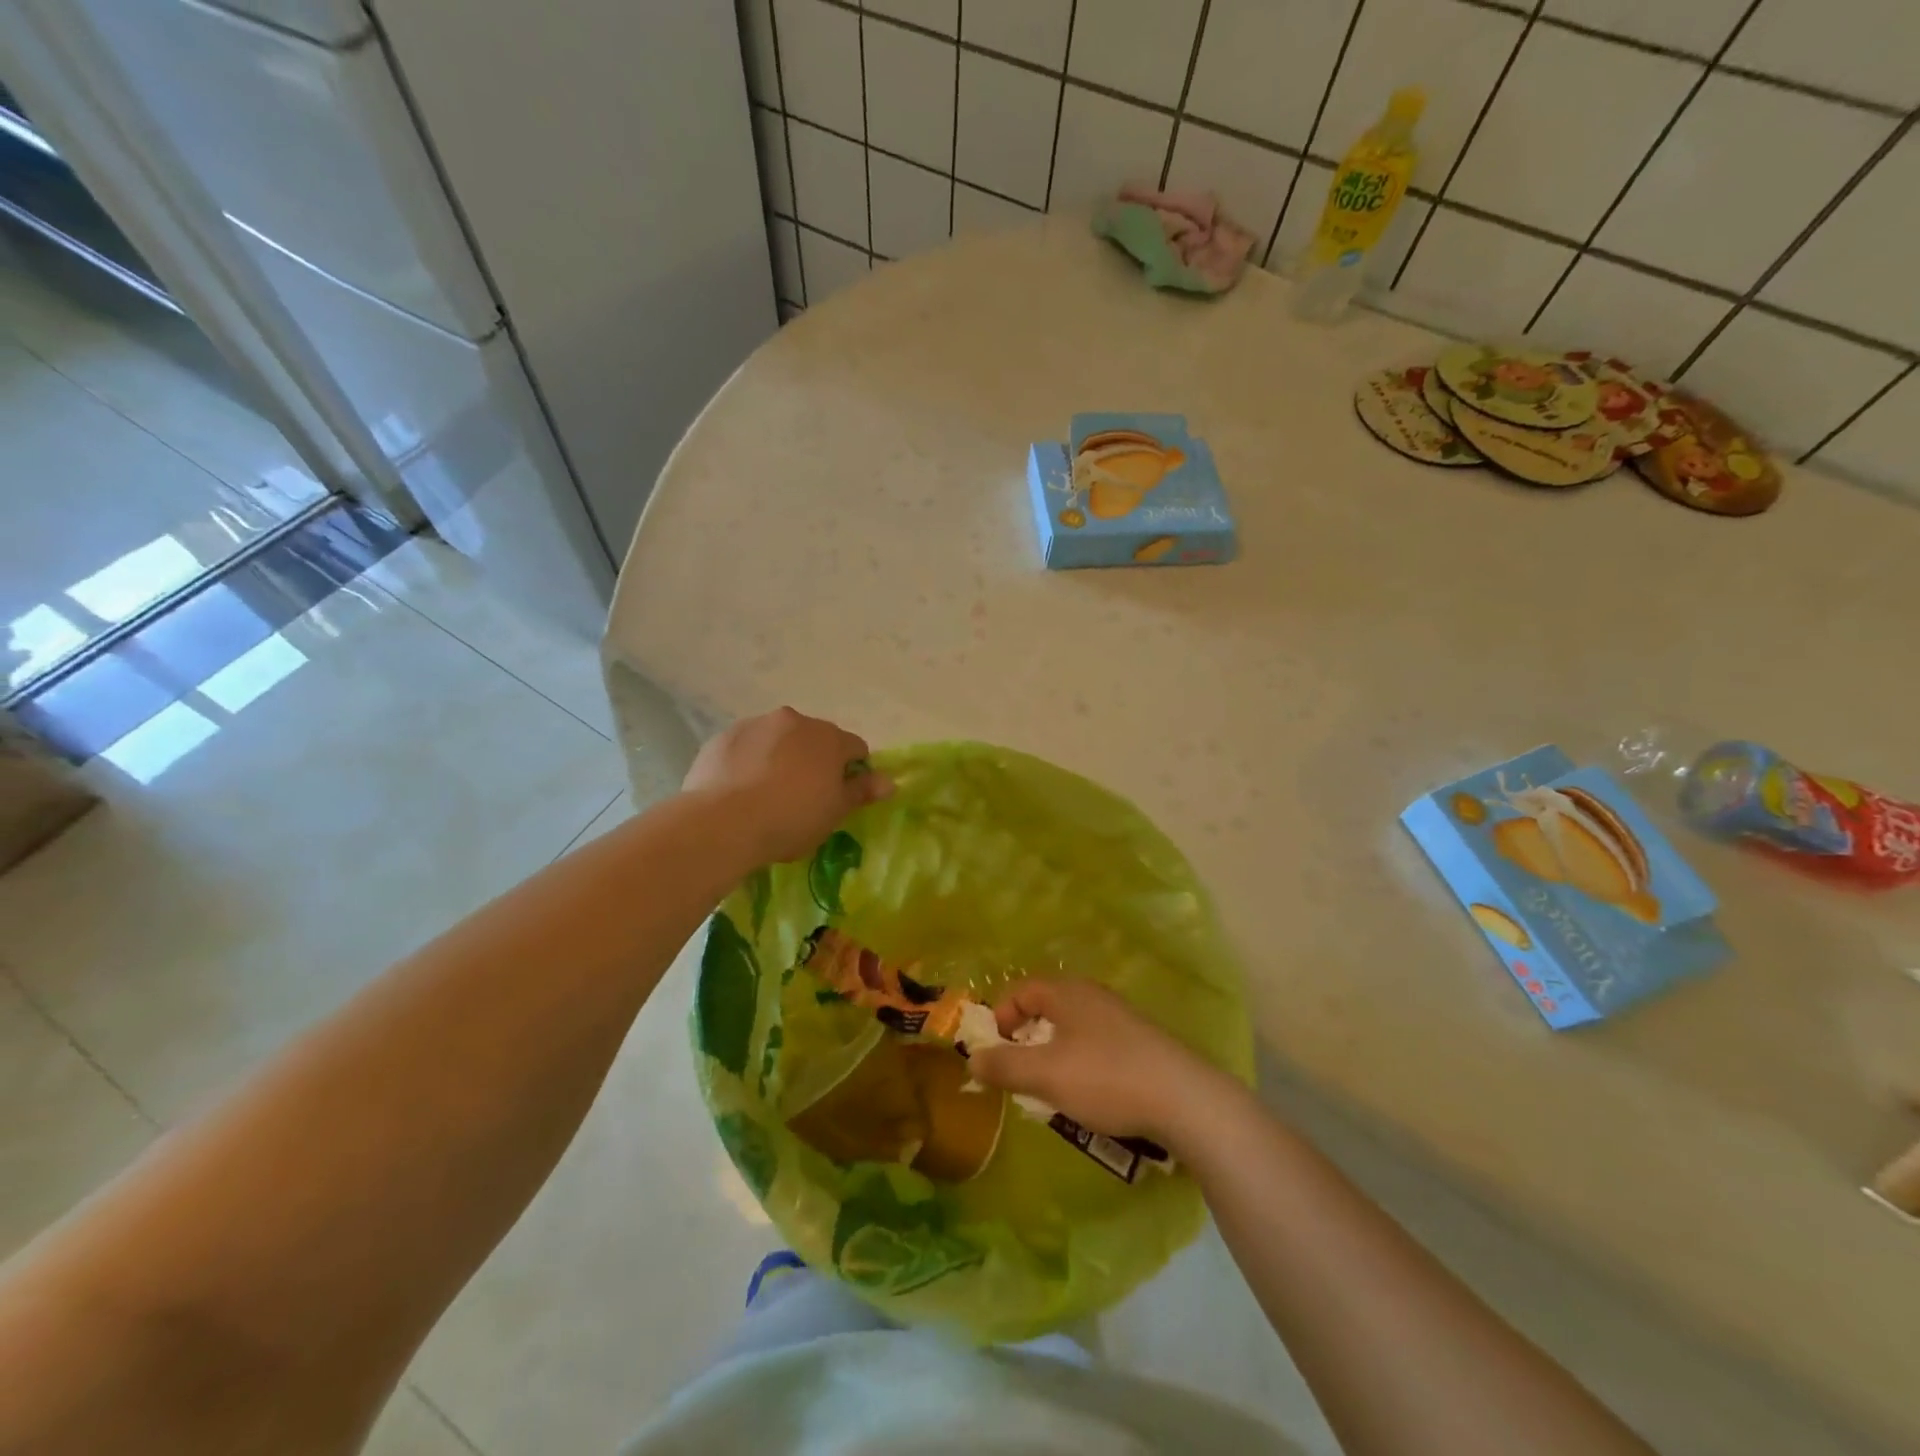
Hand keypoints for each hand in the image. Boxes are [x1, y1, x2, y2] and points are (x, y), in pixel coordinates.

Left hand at [683, 707, 891, 864]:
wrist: (723, 822)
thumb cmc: (791, 819)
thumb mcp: (834, 812)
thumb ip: (861, 792)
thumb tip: (889, 781)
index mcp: (829, 737)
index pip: (855, 748)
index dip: (852, 773)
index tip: (839, 797)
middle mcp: (794, 720)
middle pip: (815, 739)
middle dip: (814, 761)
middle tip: (803, 798)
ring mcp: (755, 725)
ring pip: (778, 740)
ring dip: (780, 758)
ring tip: (767, 795)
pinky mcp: (723, 737)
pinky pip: (746, 748)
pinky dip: (748, 762)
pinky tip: (739, 791)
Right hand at [964, 979, 1237, 1149]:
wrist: (1185, 1099)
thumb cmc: (1106, 1078)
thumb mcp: (1046, 1075)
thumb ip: (1005, 1066)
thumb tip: (973, 1059)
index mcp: (1067, 992)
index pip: (1022, 990)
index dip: (1000, 1016)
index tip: (993, 1052)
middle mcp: (1093, 995)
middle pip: (1047, 1007)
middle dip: (1026, 1039)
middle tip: (1018, 1072)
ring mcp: (1120, 1017)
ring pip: (1072, 1029)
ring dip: (1053, 1055)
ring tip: (1051, 1089)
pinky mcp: (1141, 1042)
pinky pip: (1096, 1045)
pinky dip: (1080, 1064)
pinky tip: (1089, 1095)